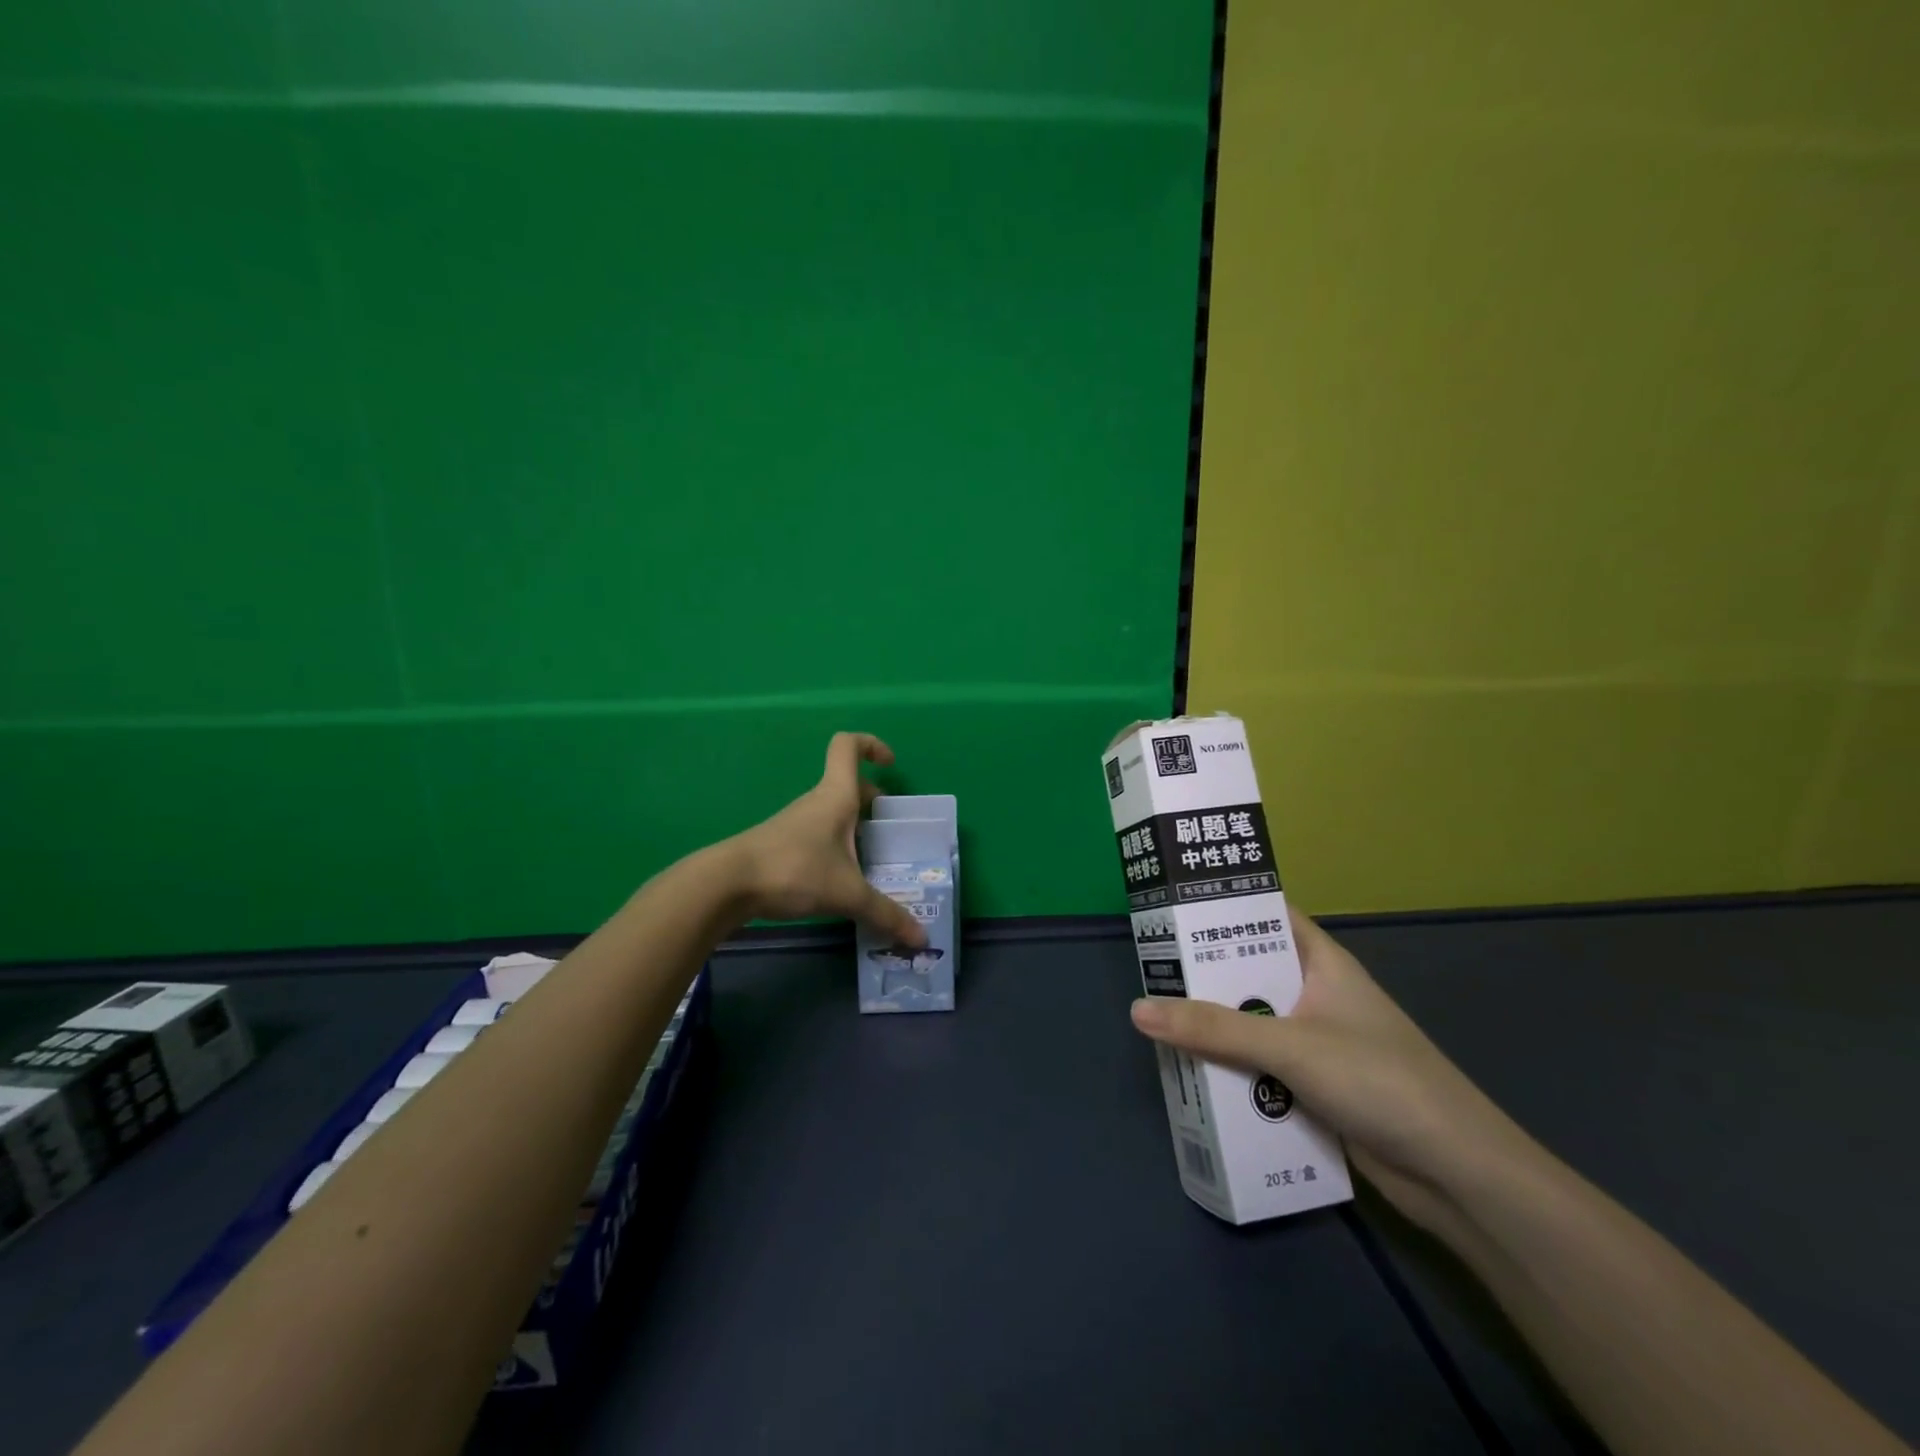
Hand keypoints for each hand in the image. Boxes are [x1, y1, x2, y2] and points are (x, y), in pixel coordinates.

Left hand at [733, 733, 927, 948]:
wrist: (728, 885)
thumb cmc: (794, 870)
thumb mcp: (847, 893)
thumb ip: (886, 914)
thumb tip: (922, 938)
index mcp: (837, 797)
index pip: (848, 746)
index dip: (871, 744)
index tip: (890, 764)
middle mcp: (817, 803)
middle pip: (849, 786)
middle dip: (873, 802)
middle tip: (892, 831)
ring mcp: (797, 824)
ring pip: (834, 814)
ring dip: (855, 829)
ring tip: (873, 862)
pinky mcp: (783, 845)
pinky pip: (820, 836)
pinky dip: (836, 849)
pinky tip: (842, 881)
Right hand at [1129, 913, 1532, 1236]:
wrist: (1458, 1176)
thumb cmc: (1379, 1082)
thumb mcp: (1290, 1046)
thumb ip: (1214, 1029)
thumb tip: (1138, 1008)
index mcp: (1322, 963)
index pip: (1267, 915)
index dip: (1224, 906)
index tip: (1173, 906)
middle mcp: (1318, 995)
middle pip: (1252, 973)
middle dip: (1206, 974)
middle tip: (1151, 968)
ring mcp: (1319, 1043)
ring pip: (1254, 1023)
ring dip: (1216, 1027)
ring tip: (1158, 1019)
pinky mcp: (1317, 1086)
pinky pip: (1263, 1066)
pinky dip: (1234, 1068)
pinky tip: (1195, 1073)